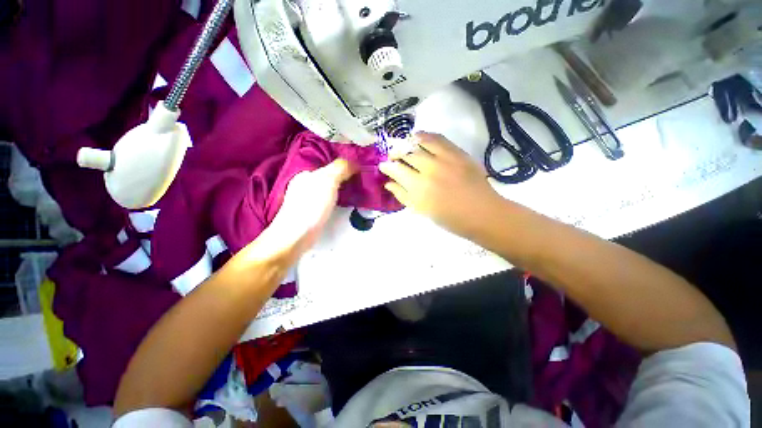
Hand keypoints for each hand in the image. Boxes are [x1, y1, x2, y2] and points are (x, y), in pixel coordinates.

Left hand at [246, 159, 356, 264]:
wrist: (297, 235)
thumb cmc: (312, 205)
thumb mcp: (327, 180)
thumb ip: (340, 168)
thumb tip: (355, 162)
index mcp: (306, 174)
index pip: (328, 164)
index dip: (343, 164)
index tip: (359, 167)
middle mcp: (305, 185)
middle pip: (329, 176)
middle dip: (344, 176)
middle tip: (361, 179)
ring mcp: (308, 200)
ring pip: (330, 188)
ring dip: (343, 187)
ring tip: (358, 188)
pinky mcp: (313, 212)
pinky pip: (330, 199)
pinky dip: (339, 198)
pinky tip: (347, 201)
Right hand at [379, 132, 500, 238]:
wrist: (482, 213)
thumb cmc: (449, 218)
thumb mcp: (421, 211)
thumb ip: (403, 195)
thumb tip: (389, 183)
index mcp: (419, 188)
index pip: (396, 170)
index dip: (387, 166)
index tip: (383, 165)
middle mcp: (430, 169)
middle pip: (406, 154)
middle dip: (395, 153)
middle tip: (392, 156)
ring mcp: (445, 158)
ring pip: (420, 142)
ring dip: (408, 142)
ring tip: (403, 145)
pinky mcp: (458, 153)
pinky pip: (438, 138)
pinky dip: (426, 136)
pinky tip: (420, 138)